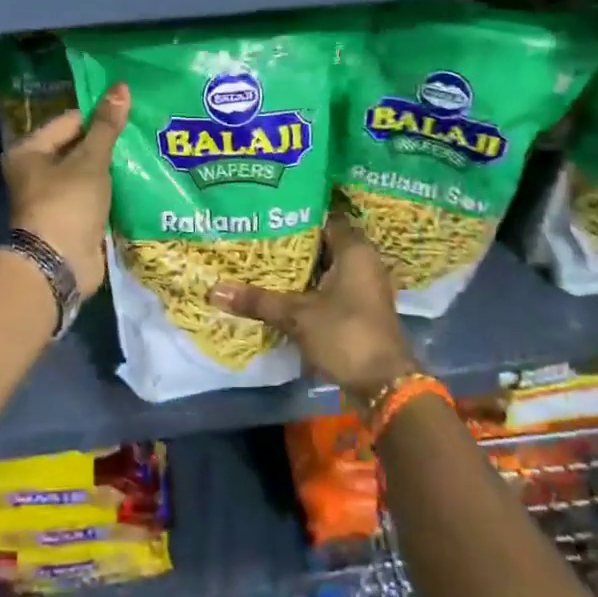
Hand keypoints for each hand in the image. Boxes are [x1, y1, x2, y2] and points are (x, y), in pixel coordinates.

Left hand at [3, 83, 128, 297]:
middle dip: (109, 142)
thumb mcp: (90, 160)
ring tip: (147, 152)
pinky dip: (113, 190)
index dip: (100, 115)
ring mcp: (55, 198)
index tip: (132, 112)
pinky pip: (96, 196)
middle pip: (79, 146)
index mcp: (30, 151)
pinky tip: (140, 181)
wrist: (59, 264)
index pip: (70, 120)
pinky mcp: (73, 219)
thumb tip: (121, 87)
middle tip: (144, 131)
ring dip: (113, 168)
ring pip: (89, 173)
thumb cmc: (68, 203)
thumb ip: (107, 126)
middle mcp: (37, 172)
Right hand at [208, 211, 414, 398]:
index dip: (297, 213)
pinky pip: (330, 288)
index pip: (325, 217)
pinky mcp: (360, 309)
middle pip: (323, 243)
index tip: (267, 212)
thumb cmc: (346, 335)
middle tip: (256, 234)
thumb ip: (258, 300)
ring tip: (261, 259)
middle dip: (292, 242)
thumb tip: (213, 290)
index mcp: (355, 250)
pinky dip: (308, 288)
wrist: (384, 384)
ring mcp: (364, 287)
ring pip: (325, 268)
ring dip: (300, 268)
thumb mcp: (297, 316)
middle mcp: (364, 262)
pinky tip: (280, 290)